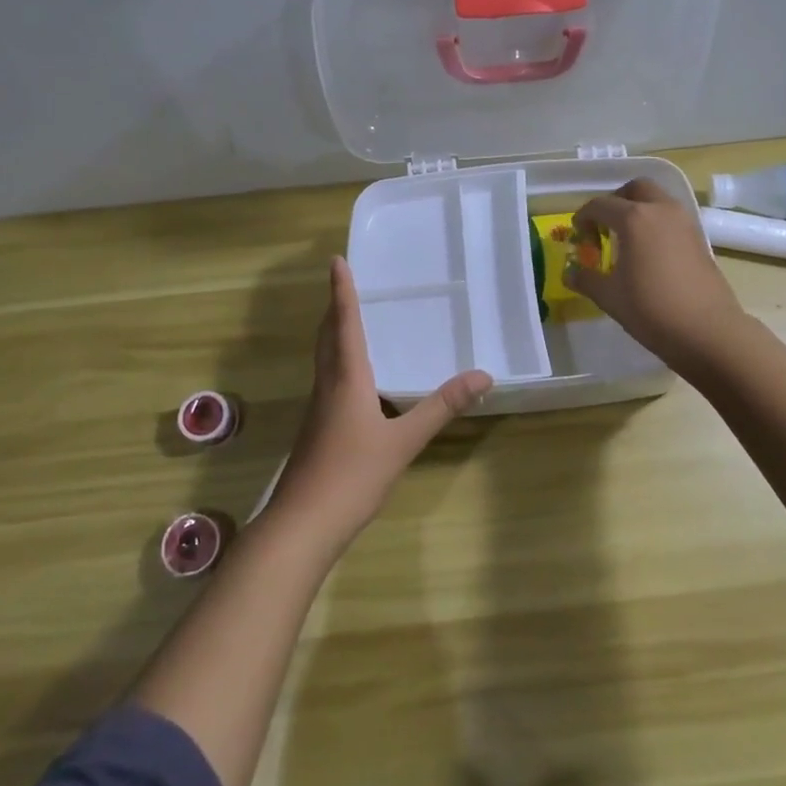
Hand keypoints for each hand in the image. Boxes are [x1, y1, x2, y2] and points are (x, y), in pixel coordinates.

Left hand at [263, 257, 491, 555]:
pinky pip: (328, 381)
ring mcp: (318, 409)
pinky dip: (339, 363)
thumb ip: (441, 407)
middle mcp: (327, 386)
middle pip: (327, 337)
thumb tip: (482, 375)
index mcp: (346, 379)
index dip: (342, 292)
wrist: (303, 524)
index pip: (344, 324)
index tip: (336, 261)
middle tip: (344, 285)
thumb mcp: (404, 441)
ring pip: (324, 359)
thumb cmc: (352, 475)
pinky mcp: (316, 429)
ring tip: (350, 322)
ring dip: (334, 334)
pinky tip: (356, 381)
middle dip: (335, 309)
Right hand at [567, 178, 746, 368]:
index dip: (584, 217)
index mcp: (634, 219)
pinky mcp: (699, 238)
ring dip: (639, 210)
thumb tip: (570, 273)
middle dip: (616, 201)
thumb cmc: (651, 309)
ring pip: (658, 200)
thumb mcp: (609, 296)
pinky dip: (656, 224)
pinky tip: (649, 254)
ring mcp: (685, 222)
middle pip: (635, 189)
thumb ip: (586, 279)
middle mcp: (661, 210)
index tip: (578, 235)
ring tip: (627, 241)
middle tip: (605, 226)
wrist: (707, 330)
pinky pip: (672, 218)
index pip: (601, 205)